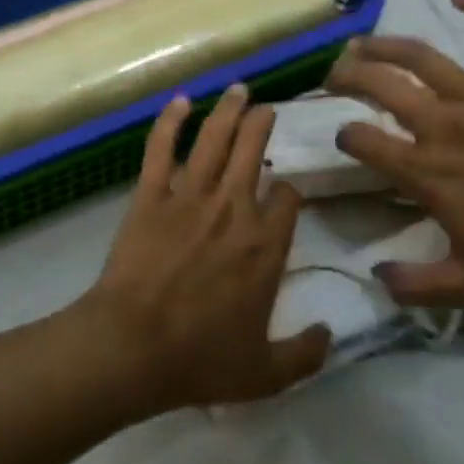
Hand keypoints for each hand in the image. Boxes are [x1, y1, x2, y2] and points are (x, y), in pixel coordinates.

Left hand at [85, 84, 330, 409]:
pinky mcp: (151, 194)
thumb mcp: (266, 374)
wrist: (134, 346)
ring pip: (215, 140)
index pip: (287, 199)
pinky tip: (179, 101)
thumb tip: (330, 334)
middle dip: (263, 126)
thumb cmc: (200, 359)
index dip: (287, 191)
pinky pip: (161, 149)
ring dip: (228, 110)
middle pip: (253, 153)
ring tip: (238, 88)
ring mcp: (190, 197)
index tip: (283, 192)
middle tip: (266, 109)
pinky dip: (170, 121)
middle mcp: (234, 209)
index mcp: (265, 246)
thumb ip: (304, 355)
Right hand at [325, 0, 463, 310]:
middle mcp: (442, 123)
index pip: (363, 140)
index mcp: (427, 169)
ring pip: (422, 56)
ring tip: (363, 41)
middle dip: (348, 76)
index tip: (344, 140)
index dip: (345, 137)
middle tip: (333, 75)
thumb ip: (418, 286)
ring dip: (386, 44)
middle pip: (380, 85)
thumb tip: (376, 277)